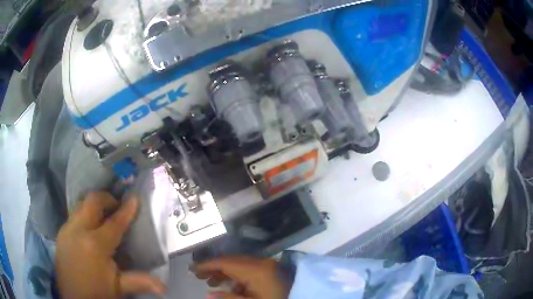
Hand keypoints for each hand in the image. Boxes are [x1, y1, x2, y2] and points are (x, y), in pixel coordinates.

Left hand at [55, 191, 165, 298]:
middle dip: (106, 199)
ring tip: (104, 216)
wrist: (72, 297)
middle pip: (92, 202)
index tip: (134, 198)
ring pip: (80, 205)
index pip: (113, 223)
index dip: (126, 210)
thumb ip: (139, 281)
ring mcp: (67, 229)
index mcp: (95, 245)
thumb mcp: (118, 288)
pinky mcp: (61, 232)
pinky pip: (74, 215)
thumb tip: (164, 286)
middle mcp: (78, 230)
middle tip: (116, 207)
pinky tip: (90, 228)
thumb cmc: (96, 292)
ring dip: (94, 206)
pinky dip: (85, 215)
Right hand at [193, 257, 288, 298]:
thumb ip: (228, 298)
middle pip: (231, 261)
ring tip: (211, 282)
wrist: (301, 297)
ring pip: (239, 265)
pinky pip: (248, 269)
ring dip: (224, 272)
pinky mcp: (270, 270)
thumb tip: (207, 294)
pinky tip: (230, 286)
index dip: (207, 265)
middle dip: (214, 268)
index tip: (192, 269)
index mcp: (255, 270)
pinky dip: (236, 276)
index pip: (225, 263)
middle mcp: (260, 263)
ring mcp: (266, 265)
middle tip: (199, 276)